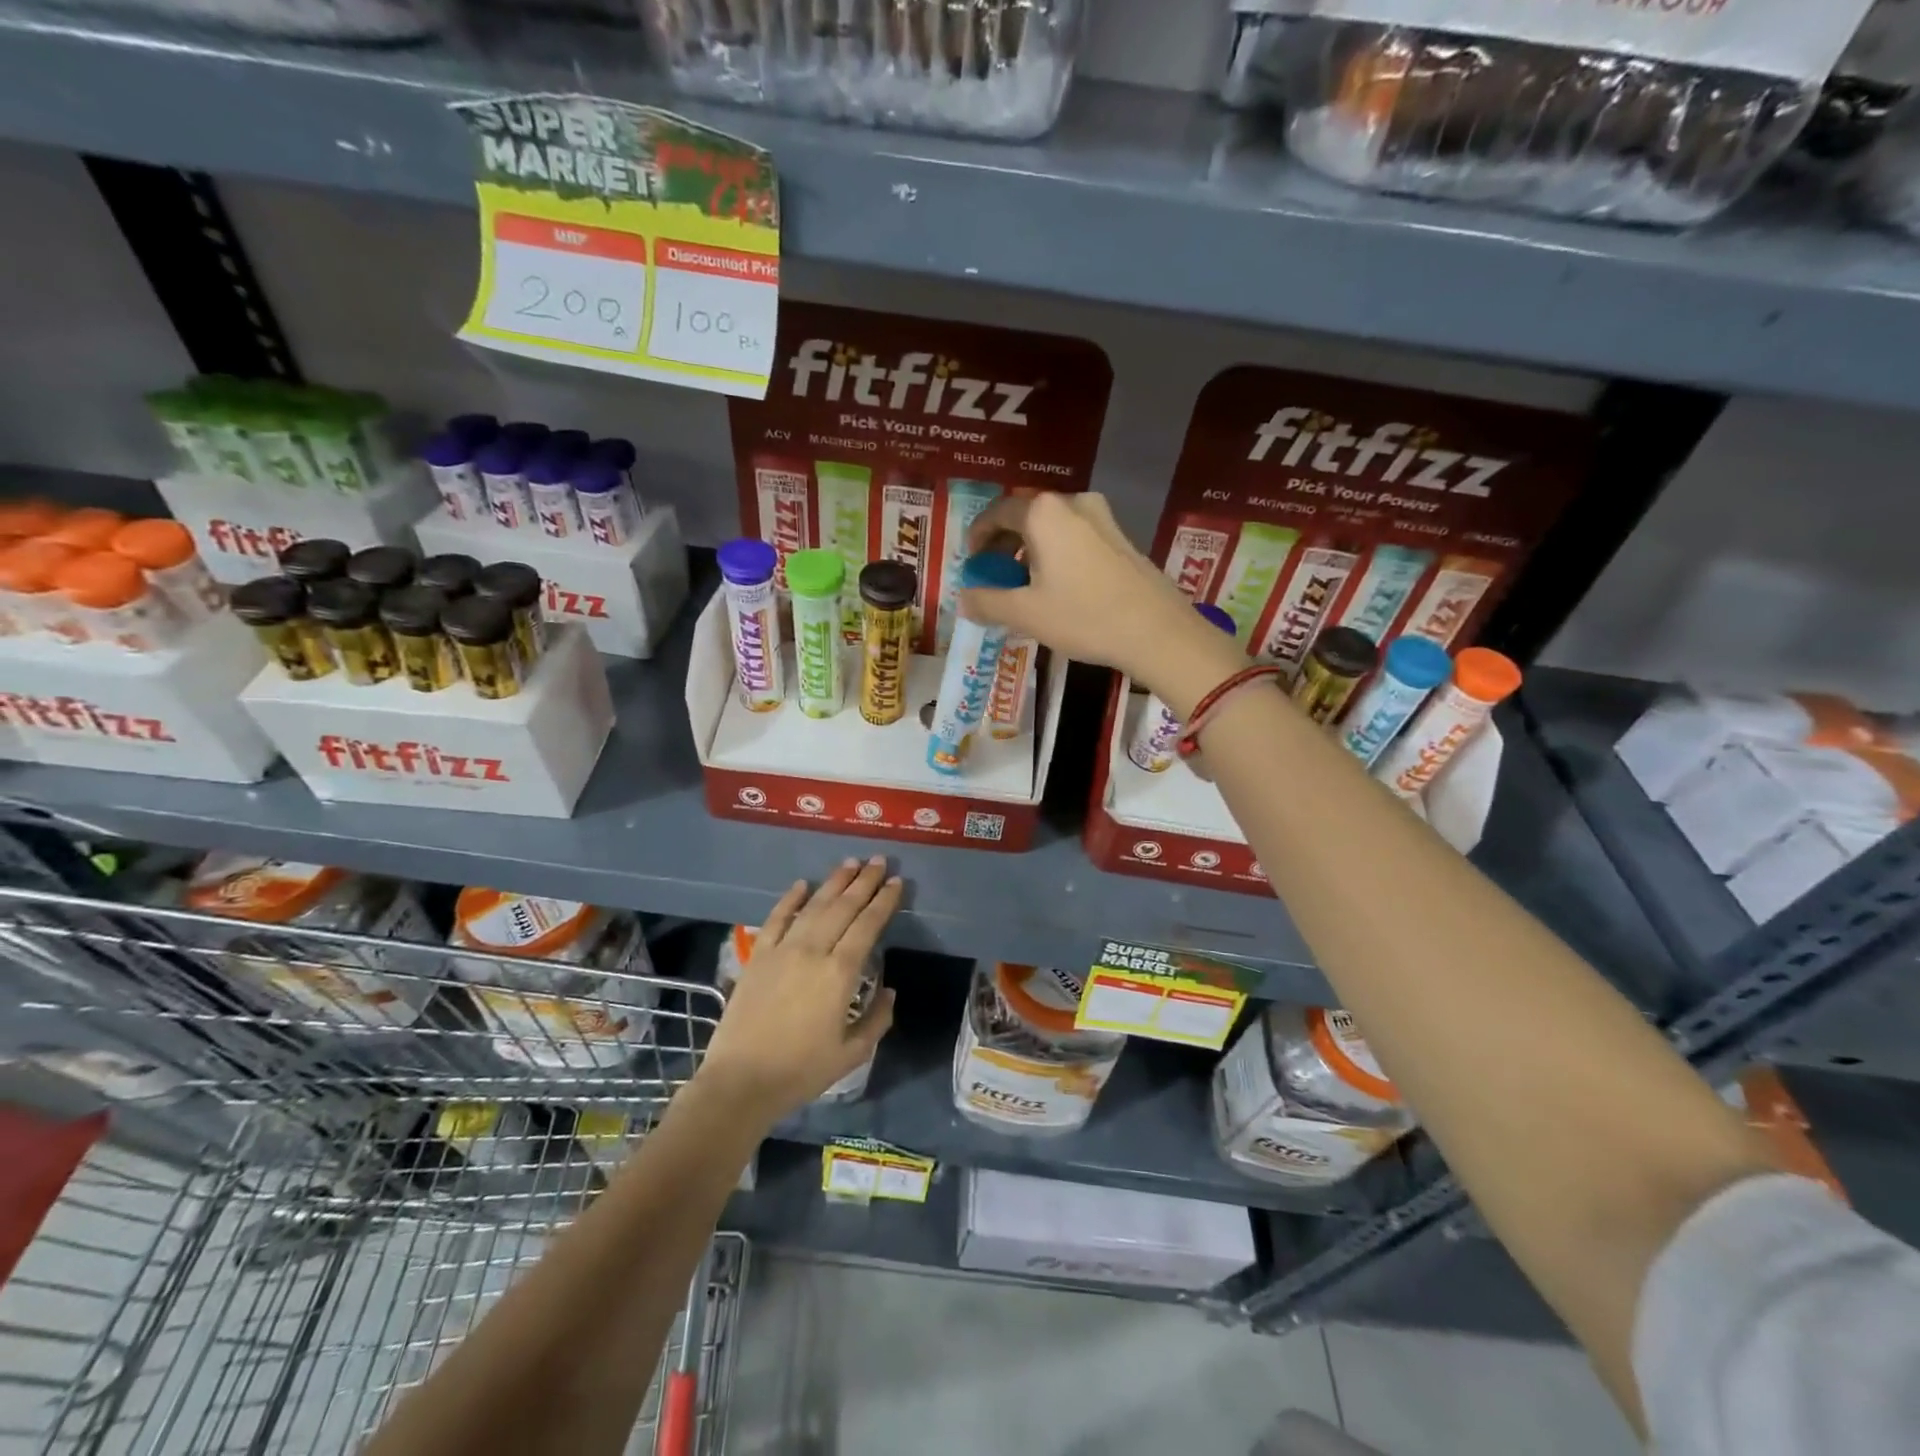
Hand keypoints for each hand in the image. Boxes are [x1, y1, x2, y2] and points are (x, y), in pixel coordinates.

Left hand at [698, 858, 899, 1123]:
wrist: (740, 1081)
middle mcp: (813, 951)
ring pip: (813, 906)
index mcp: (840, 974)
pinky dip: (790, 899)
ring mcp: (782, 950)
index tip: (897, 882)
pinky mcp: (758, 956)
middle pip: (843, 907)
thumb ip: (877, 1019)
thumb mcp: (851, 1053)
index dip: (884, 901)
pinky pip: (776, 919)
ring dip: (833, 882)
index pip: (868, 925)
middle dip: (864, 881)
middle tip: (879, 860)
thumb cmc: (800, 1071)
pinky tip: (802, 884)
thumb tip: (889, 991)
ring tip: (850, 862)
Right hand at [959, 493, 1243, 713]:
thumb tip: (963, 600)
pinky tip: (1057, 584)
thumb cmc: (1084, 617)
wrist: (1156, 631)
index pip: (998, 512)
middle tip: (993, 572)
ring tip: (1024, 582)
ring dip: (1031, 548)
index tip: (971, 559)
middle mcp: (1073, 503)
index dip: (978, 535)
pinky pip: (1076, 536)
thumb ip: (988, 602)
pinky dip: (1056, 552)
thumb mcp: (1026, 614)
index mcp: (1044, 513)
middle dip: (1004, 542)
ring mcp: (1102, 517)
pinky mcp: (1122, 536)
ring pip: (1053, 526)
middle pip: (1026, 515)